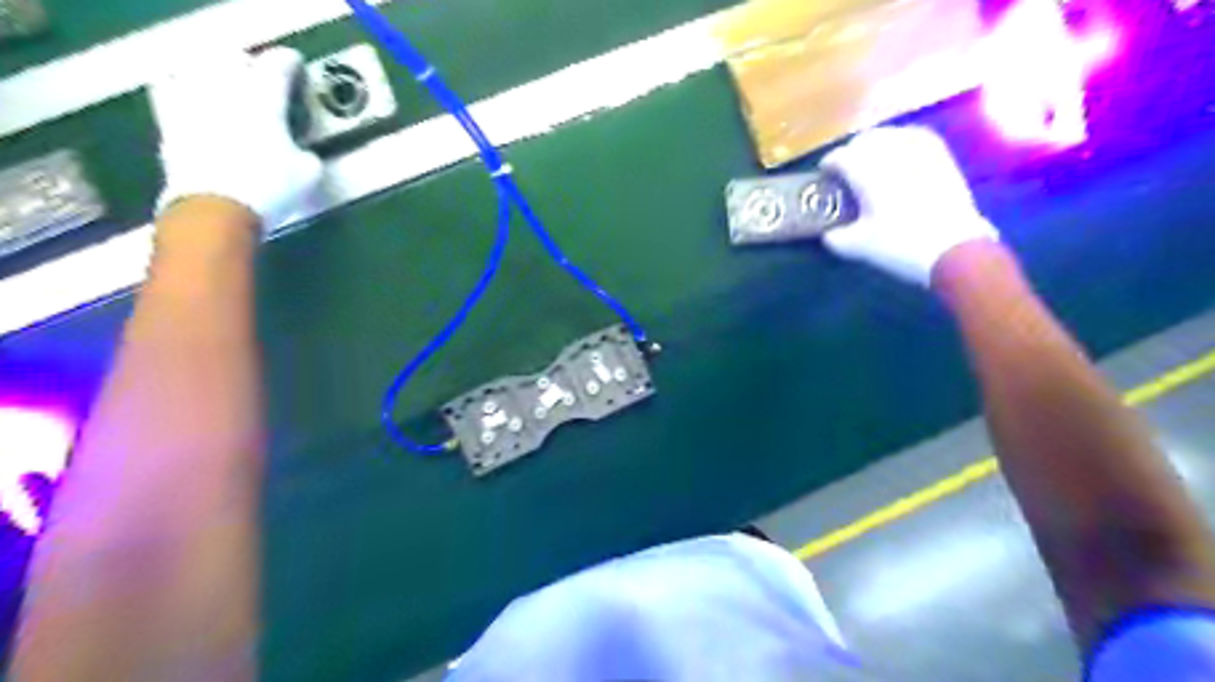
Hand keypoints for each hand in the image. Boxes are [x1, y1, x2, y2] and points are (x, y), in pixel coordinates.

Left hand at [148, 48, 320, 231]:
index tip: (296, 67)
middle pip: (232, 60)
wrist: (215, 210)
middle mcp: (223, 90)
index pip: (277, 65)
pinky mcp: (169, 127)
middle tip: (261, 75)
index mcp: (263, 97)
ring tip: (224, 86)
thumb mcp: (308, 175)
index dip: (290, 64)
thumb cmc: (270, 188)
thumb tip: (302, 154)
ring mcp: (191, 105)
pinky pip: (173, 97)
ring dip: (212, 75)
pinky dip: (186, 97)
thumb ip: (306, 154)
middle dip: (247, 64)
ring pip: (197, 72)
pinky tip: (198, 110)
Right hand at [815, 125, 997, 284]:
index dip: (828, 165)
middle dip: (852, 152)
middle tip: (846, 171)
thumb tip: (829, 233)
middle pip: (864, 140)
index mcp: (865, 171)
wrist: (953, 247)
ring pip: (890, 134)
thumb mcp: (857, 246)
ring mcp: (919, 150)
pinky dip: (901, 142)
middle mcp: (890, 152)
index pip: (839, 157)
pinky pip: (915, 137)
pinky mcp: (941, 155)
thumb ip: (835, 237)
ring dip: (876, 144)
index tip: (824, 175)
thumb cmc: (899, 244)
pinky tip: (899, 156)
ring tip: (871, 161)